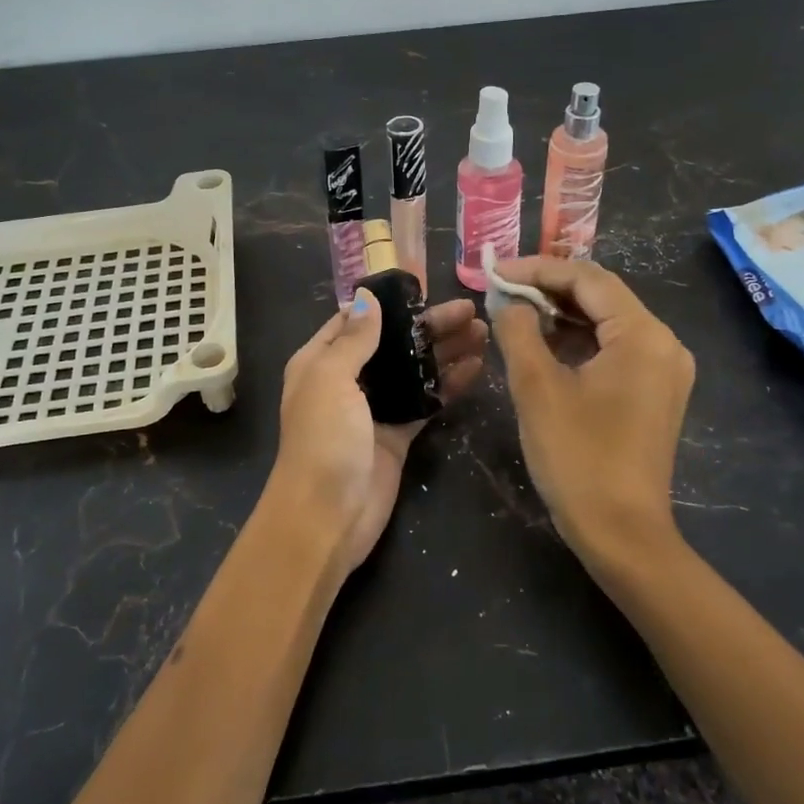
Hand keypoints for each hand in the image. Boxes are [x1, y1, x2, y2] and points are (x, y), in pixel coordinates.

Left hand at [268, 291, 488, 573]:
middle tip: (471, 312)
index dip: (388, 302)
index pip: (354, 320)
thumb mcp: (331, 379)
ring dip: (445, 352)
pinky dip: (449, 385)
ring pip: (414, 371)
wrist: (327, 517)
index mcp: (319, 361)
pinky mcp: (398, 435)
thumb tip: (367, 296)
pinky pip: (426, 402)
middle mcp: (346, 380)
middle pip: (392, 343)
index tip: (426, 286)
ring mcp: (374, 408)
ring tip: (484, 334)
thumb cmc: (323, 439)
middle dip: (429, 326)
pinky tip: (477, 369)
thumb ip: (354, 339)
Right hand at [491, 258, 694, 571]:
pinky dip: (578, 341)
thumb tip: (507, 300)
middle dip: (548, 289)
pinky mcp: (655, 393)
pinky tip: (543, 344)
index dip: (537, 269)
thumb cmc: (577, 457)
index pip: (587, 278)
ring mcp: (664, 370)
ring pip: (607, 322)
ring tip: (514, 312)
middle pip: (601, 296)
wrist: (622, 534)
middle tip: (501, 290)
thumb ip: (518, 330)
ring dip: (561, 314)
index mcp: (643, 335)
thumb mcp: (536, 388)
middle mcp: (664, 343)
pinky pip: (614, 349)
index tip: (495, 272)